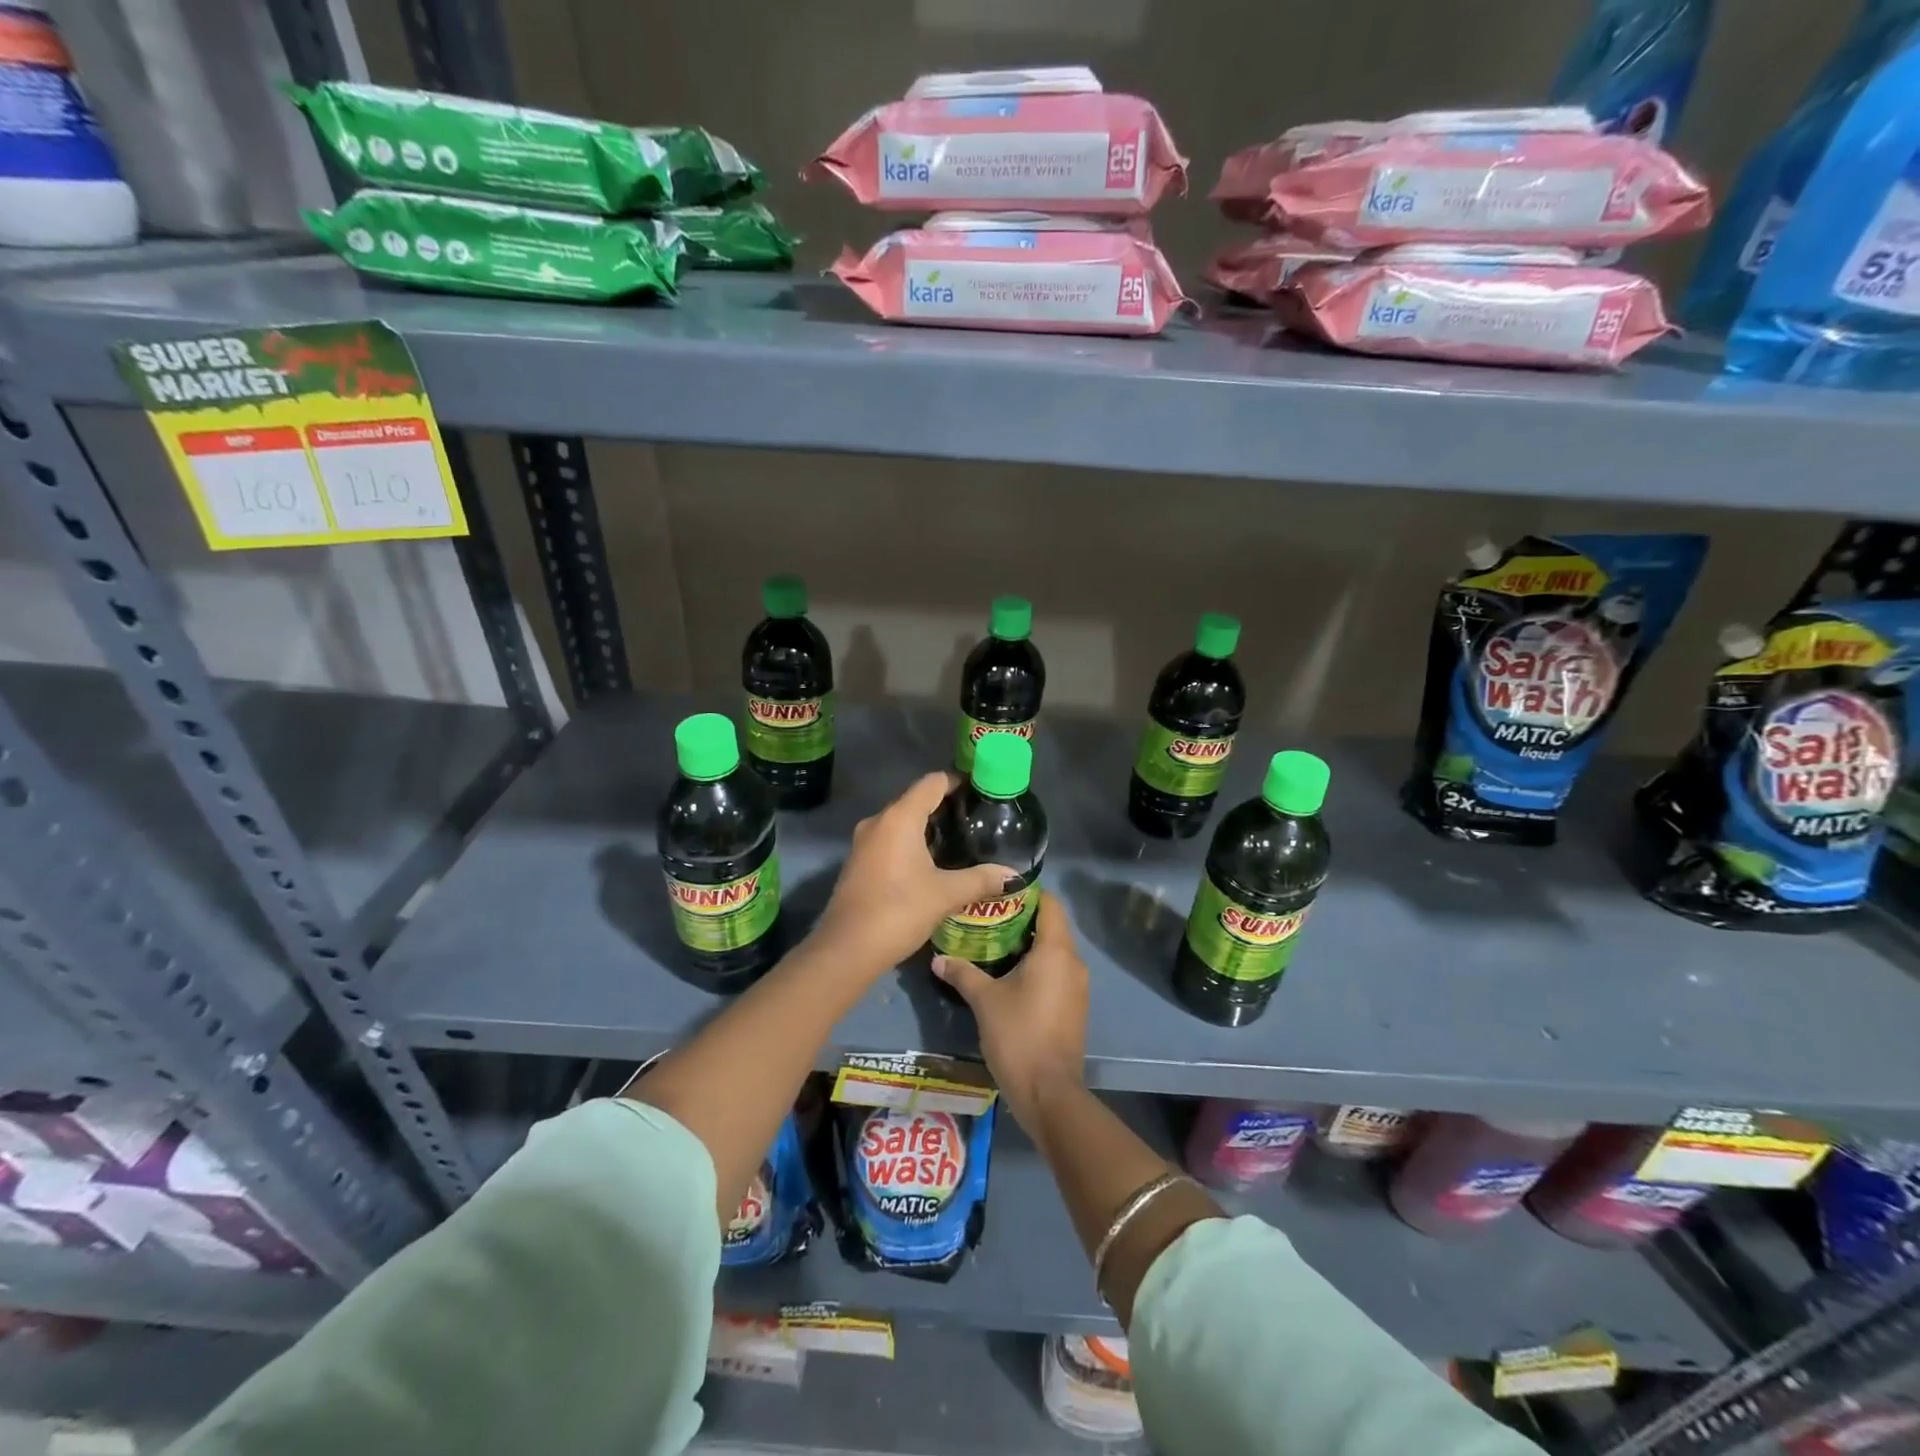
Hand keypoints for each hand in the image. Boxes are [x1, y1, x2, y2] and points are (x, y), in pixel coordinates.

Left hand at [810, 771, 1014, 973]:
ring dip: (928, 828)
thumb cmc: (899, 911)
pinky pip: (890, 840)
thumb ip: (981, 879)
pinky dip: (911, 843)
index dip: (958, 782)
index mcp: (900, 817)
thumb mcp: (945, 895)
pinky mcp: (858, 862)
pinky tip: (932, 864)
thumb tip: (1014, 875)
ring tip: (960, 842)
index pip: (933, 782)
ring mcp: (864, 842)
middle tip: (976, 821)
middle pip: (916, 800)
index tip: (982, 793)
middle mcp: (879, 821)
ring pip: (902, 822)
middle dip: (946, 807)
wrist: (847, 949)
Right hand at [932, 892, 1087, 1127]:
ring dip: (1029, 945)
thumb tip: (938, 959)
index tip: (999, 895)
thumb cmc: (1018, 1035)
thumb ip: (962, 973)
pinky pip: (1057, 973)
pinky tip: (1010, 977)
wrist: (1049, 1092)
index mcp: (1055, 951)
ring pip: (1055, 951)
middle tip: (988, 919)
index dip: (1027, 894)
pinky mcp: (1075, 1007)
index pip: (1050, 904)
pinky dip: (1038, 967)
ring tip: (994, 945)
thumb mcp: (984, 1000)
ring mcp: (1078, 987)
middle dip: (1022, 920)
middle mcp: (1073, 962)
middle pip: (1052, 926)